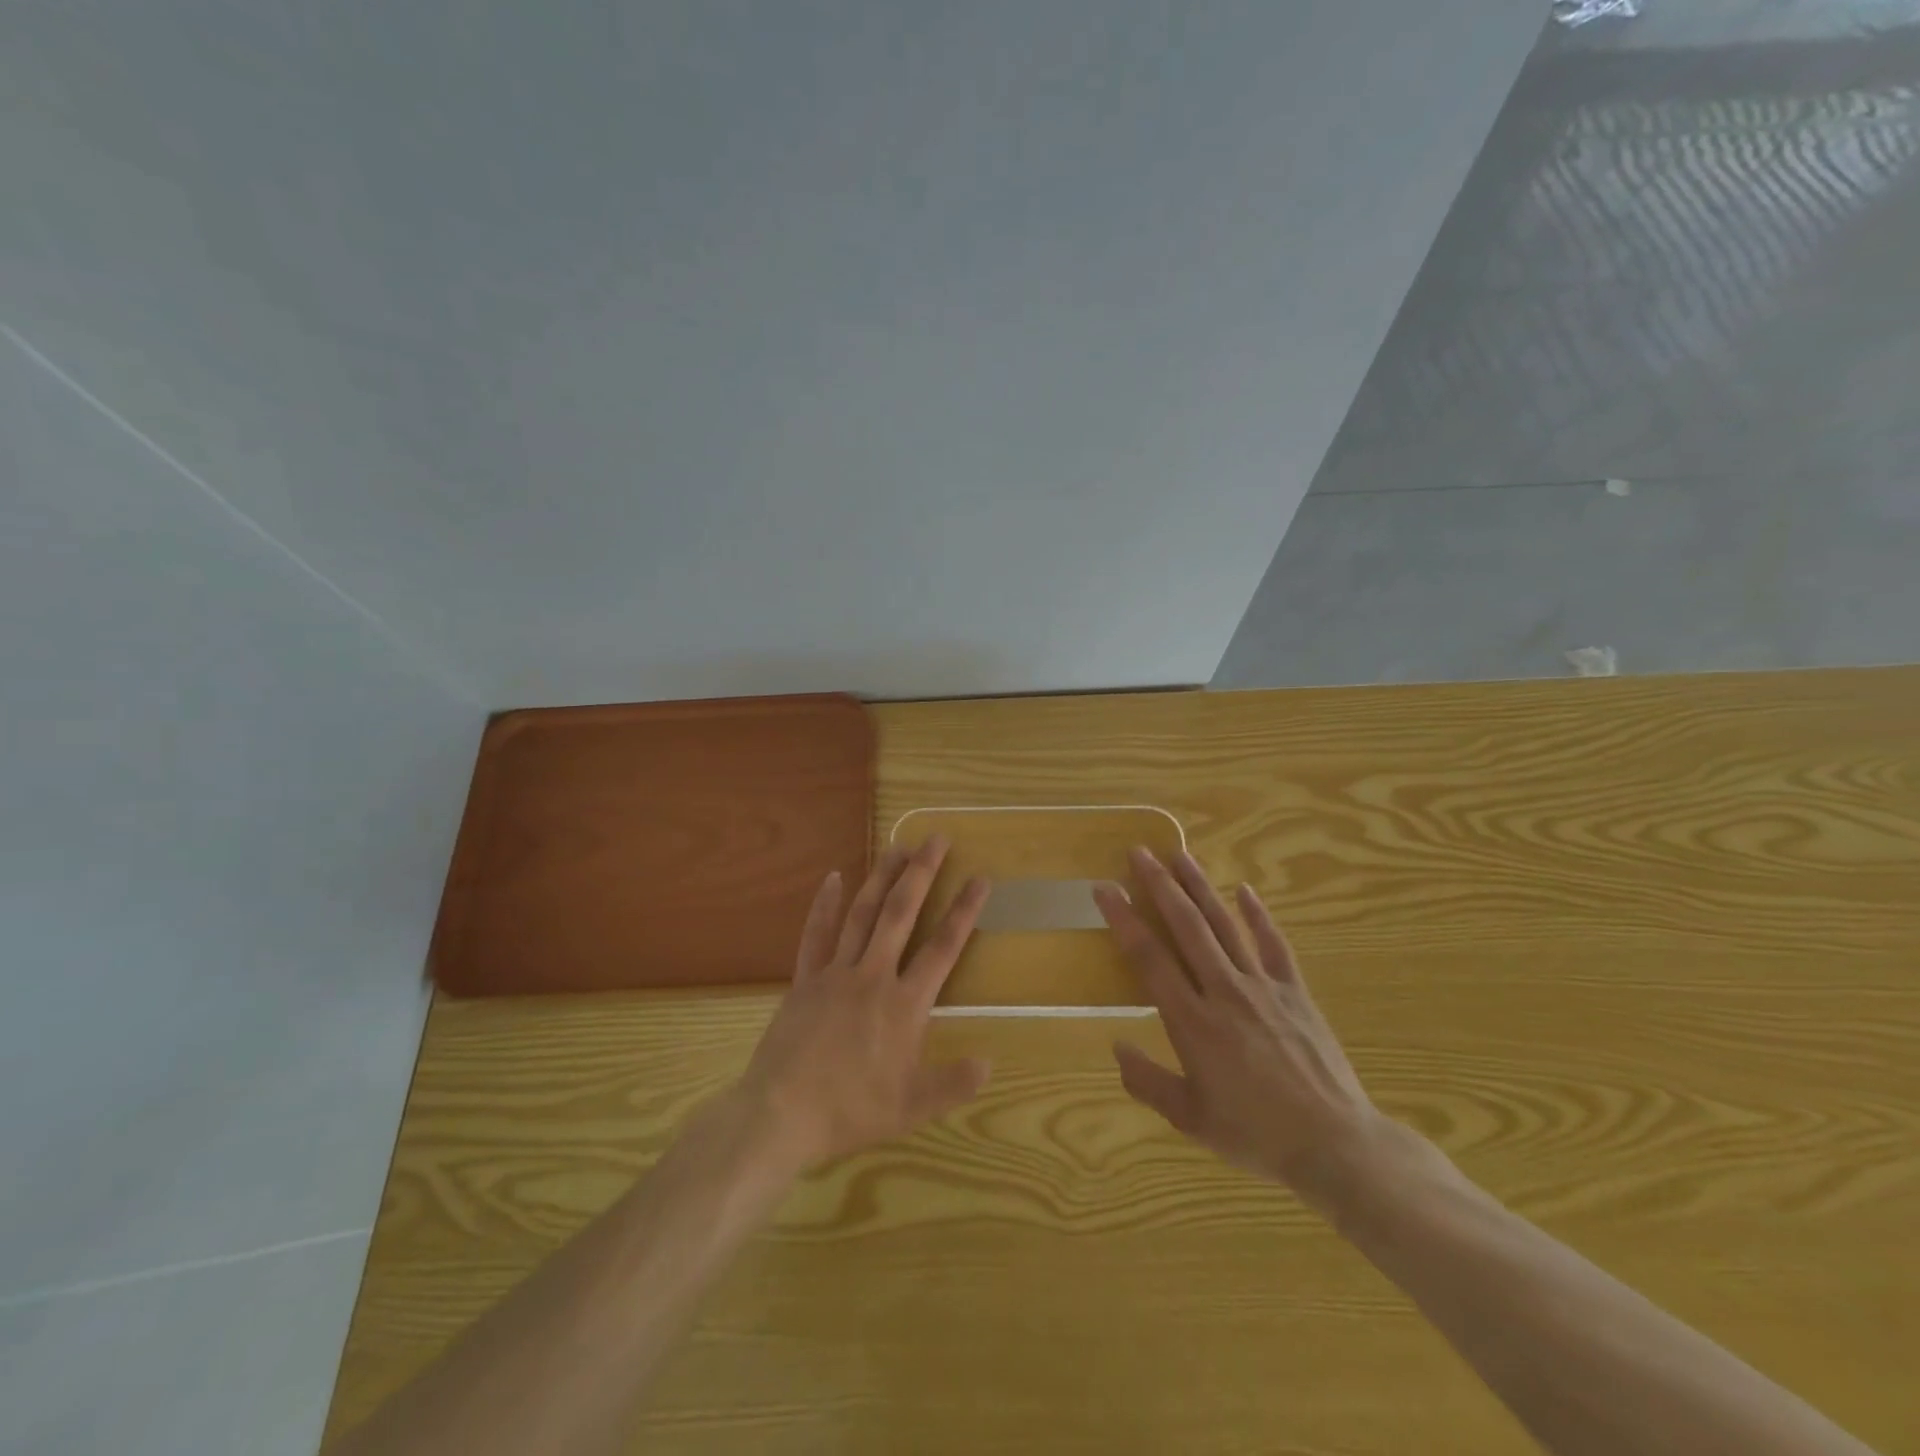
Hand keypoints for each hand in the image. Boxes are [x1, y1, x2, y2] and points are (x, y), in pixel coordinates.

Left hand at [735, 836, 991, 1174]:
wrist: (781, 1113)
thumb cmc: (850, 1110)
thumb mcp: (911, 1107)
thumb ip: (952, 1083)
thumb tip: (989, 1062)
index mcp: (904, 1004)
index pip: (943, 948)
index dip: (964, 912)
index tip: (979, 879)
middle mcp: (873, 976)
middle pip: (901, 914)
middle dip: (921, 874)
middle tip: (936, 839)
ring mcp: (835, 973)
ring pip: (863, 914)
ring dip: (881, 878)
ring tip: (897, 846)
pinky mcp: (805, 979)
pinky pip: (816, 934)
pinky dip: (824, 904)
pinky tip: (833, 877)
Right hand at [1093, 848, 1386, 1216]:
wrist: (1335, 1144)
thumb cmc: (1255, 1134)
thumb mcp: (1190, 1119)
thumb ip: (1147, 1082)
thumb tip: (1116, 1046)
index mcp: (1192, 1022)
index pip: (1149, 957)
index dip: (1124, 918)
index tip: (1105, 887)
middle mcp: (1223, 992)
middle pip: (1186, 926)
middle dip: (1160, 885)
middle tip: (1140, 852)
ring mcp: (1263, 987)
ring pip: (1225, 925)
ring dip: (1200, 887)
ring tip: (1179, 854)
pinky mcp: (1295, 992)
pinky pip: (1274, 944)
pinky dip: (1259, 915)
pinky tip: (1244, 890)